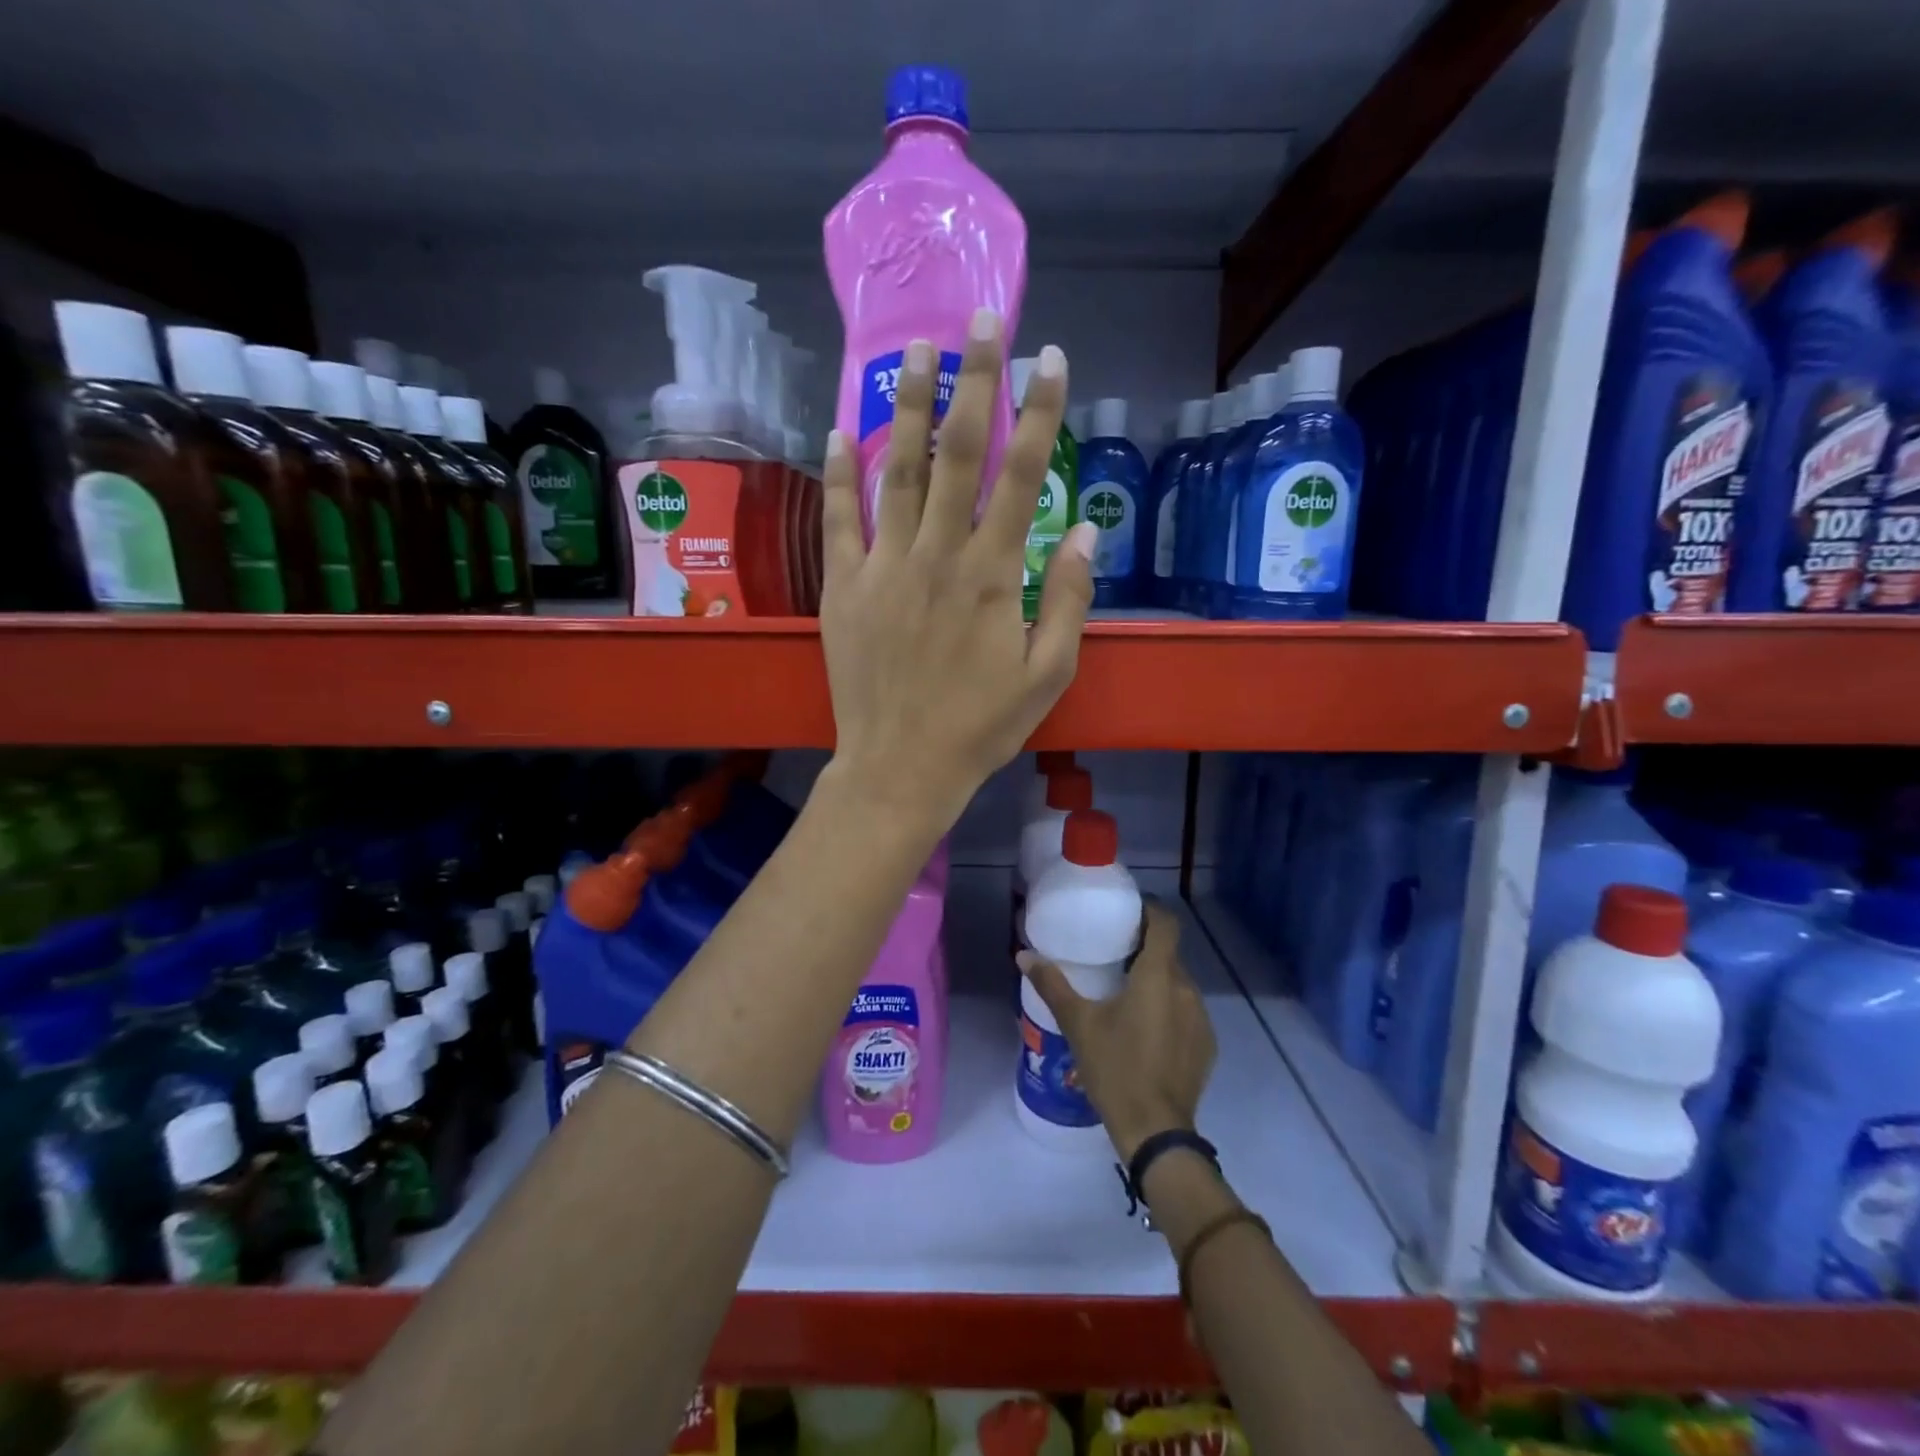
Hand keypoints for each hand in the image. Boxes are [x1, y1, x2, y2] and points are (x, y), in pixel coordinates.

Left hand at [817, 309, 1097, 835]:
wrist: (901, 767)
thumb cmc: (980, 727)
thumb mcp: (1047, 674)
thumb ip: (1066, 598)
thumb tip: (1083, 529)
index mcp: (991, 574)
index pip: (1022, 475)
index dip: (1040, 412)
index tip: (1051, 359)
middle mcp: (937, 556)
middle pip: (958, 454)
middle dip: (974, 382)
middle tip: (981, 322)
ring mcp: (883, 568)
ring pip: (896, 472)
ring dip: (907, 407)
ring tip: (916, 351)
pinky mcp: (843, 589)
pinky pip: (839, 520)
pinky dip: (838, 475)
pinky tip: (838, 431)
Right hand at [1017, 902, 1216, 1160]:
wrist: (1155, 1132)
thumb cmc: (1115, 1068)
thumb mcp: (1078, 1024)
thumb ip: (1052, 985)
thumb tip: (1024, 955)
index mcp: (1158, 976)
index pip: (1165, 924)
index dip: (1149, 911)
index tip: (1126, 913)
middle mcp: (1186, 989)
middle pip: (1169, 954)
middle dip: (1145, 949)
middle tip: (1114, 952)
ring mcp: (1201, 1019)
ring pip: (1179, 983)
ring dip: (1157, 981)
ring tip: (1126, 992)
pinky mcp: (1206, 1045)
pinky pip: (1187, 1011)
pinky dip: (1168, 1008)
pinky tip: (1145, 1029)